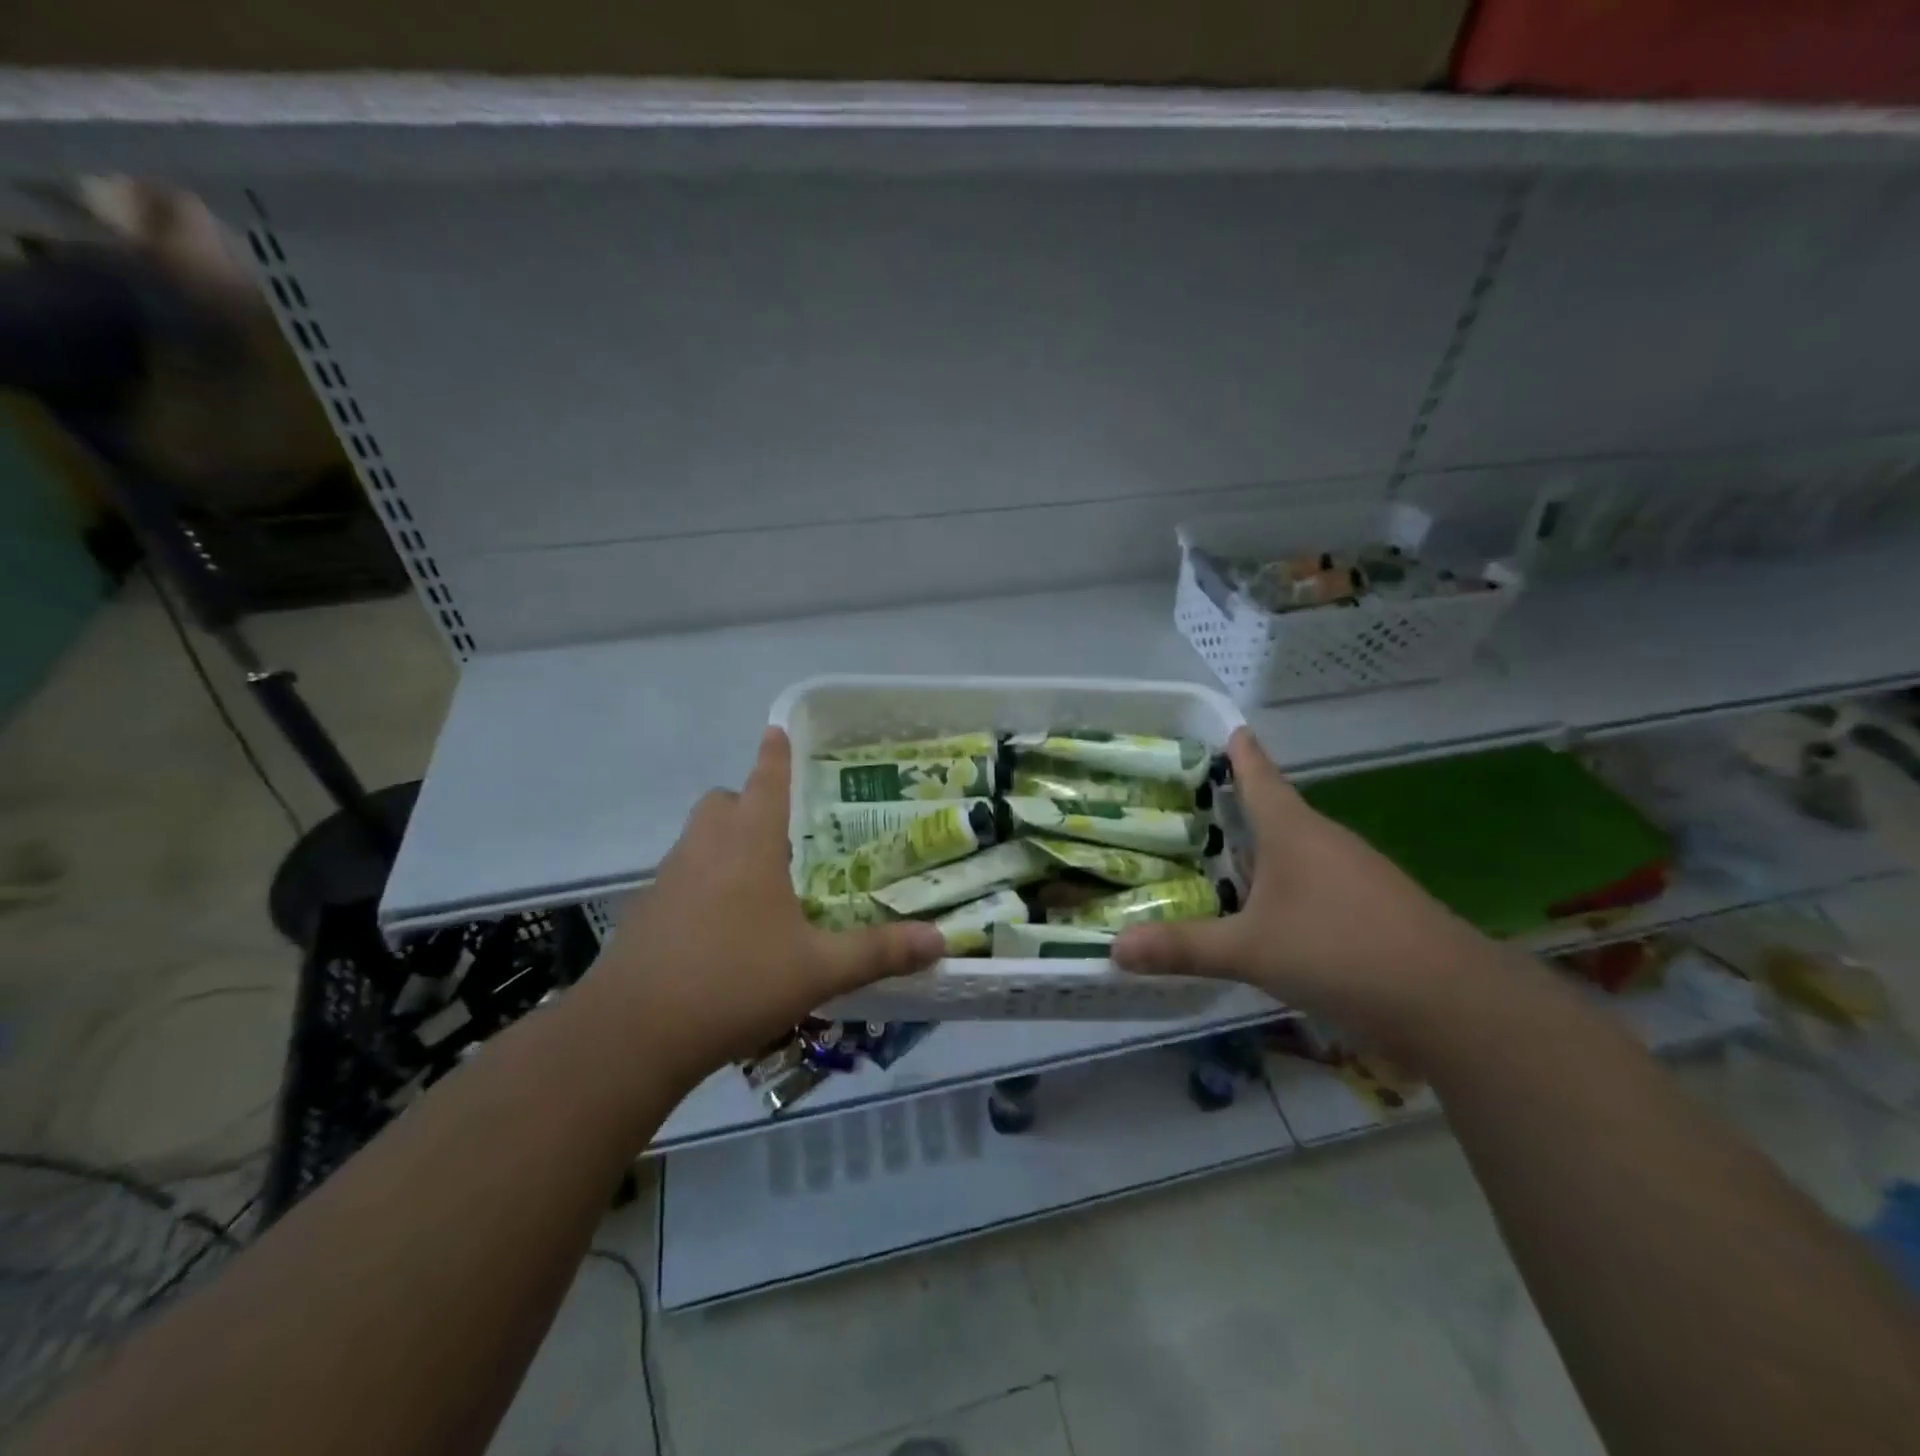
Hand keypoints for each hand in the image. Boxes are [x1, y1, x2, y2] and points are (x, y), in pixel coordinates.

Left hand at [585, 728, 943, 1086]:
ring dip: (727, 843)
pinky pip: (682, 875)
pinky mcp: (646, 912)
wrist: (632, 1034)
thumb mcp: (818, 970)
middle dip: (750, 804)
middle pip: (724, 802)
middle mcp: (705, 848)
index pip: (765, 781)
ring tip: (762, 881)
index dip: (775, 754)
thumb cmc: (734, 982)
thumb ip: (879, 952)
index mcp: (748, 844)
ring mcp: (668, 878)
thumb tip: (939, 940)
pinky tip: (726, 926)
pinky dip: (705, 881)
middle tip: (785, 833)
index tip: (777, 729)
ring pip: (700, 838)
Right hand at [1114, 728, 1504, 1050]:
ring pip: (1298, 849)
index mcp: (1294, 831)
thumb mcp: (1251, 951)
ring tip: (1222, 855)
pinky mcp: (1374, 908)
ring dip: (1264, 848)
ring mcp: (1357, 875)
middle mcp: (1326, 842)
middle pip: (1277, 811)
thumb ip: (1184, 947)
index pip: (1260, 776)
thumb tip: (1114, 948)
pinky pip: (1317, 881)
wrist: (1454, 1003)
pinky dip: (1287, 883)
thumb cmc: (1341, 951)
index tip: (1227, 728)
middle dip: (1240, 804)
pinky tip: (1270, 909)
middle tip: (1194, 802)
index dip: (1240, 752)